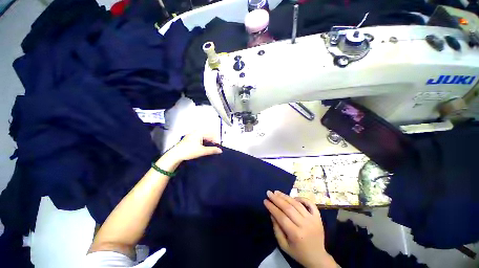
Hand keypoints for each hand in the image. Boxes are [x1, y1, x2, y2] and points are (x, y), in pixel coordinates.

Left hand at [167, 132, 222, 162]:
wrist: (175, 155)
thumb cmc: (188, 151)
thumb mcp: (202, 151)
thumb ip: (212, 150)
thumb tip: (220, 150)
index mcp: (200, 132)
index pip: (211, 133)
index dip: (216, 139)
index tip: (218, 145)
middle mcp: (196, 132)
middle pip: (208, 134)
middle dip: (213, 140)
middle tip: (215, 147)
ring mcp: (192, 135)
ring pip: (204, 137)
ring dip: (208, 142)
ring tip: (210, 148)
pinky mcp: (189, 139)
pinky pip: (200, 139)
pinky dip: (203, 142)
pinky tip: (204, 147)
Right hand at [264, 191, 336, 267]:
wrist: (318, 258)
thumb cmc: (298, 252)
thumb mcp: (283, 245)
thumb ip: (276, 229)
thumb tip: (272, 213)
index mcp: (296, 234)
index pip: (281, 216)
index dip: (272, 207)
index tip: (265, 201)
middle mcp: (305, 225)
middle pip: (288, 208)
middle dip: (277, 199)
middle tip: (269, 193)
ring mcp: (313, 220)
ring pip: (297, 204)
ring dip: (286, 196)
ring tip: (277, 192)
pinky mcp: (318, 217)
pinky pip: (310, 204)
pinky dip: (302, 198)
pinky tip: (294, 197)